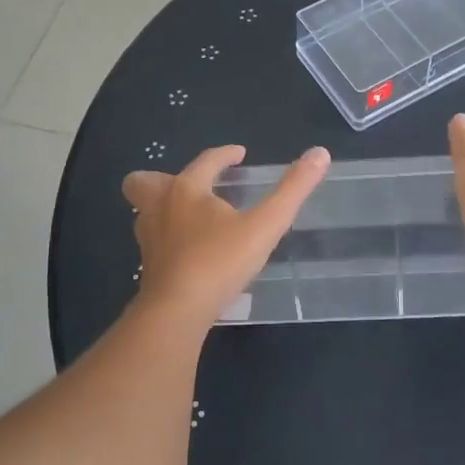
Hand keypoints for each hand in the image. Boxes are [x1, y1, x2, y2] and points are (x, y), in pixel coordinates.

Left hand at [124, 144, 330, 324]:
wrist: (176, 312)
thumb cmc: (219, 262)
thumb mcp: (265, 225)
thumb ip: (293, 190)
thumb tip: (320, 153)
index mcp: (186, 189)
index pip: (205, 161)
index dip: (224, 154)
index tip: (239, 154)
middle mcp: (159, 207)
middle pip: (145, 182)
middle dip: (165, 179)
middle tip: (196, 188)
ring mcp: (148, 239)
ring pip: (146, 212)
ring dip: (165, 208)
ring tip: (194, 219)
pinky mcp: (148, 267)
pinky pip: (154, 241)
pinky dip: (168, 238)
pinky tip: (190, 252)